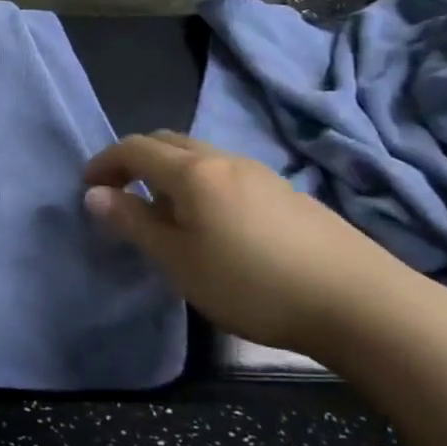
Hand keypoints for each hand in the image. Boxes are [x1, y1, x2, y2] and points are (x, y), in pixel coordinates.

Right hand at [82, 131, 428, 353]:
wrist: (360, 303)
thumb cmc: (252, 283)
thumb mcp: (178, 260)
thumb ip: (133, 223)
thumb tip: (94, 195)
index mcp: (192, 171)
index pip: (134, 148)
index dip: (104, 162)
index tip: (86, 187)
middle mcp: (224, 160)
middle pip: (167, 142)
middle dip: (134, 160)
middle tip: (118, 194)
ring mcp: (260, 173)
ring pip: (199, 156)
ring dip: (168, 173)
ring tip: (161, 214)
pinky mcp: (286, 193)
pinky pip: (225, 174)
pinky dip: (198, 185)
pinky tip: (209, 224)